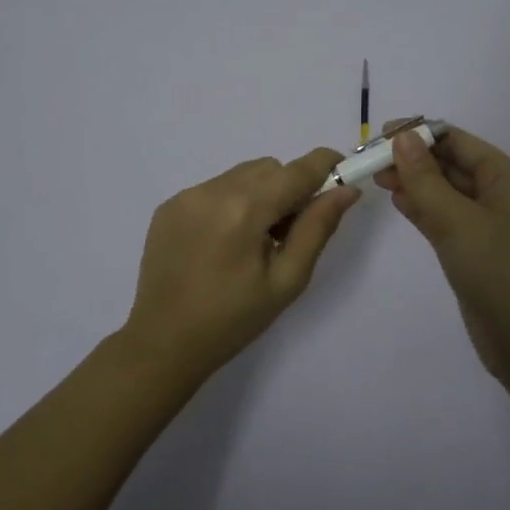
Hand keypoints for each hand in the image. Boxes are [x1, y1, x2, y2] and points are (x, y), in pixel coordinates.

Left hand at [122, 147, 360, 380]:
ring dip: (260, 194)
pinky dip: (231, 203)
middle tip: (289, 233)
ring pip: (242, 174)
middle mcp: (212, 190)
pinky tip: (223, 243)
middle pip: (270, 168)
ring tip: (254, 240)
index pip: (297, 169)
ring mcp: (186, 195)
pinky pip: (214, 188)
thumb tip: (347, 190)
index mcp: (244, 209)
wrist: (163, 343)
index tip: (343, 177)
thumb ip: (317, 228)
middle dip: (290, 188)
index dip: (326, 166)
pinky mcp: (169, 206)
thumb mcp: (287, 280)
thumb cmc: (233, 320)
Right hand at [375, 120, 509, 378]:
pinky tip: (397, 201)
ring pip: (444, 190)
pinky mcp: (473, 249)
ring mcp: (486, 223)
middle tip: (371, 161)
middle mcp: (498, 194)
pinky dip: (421, 207)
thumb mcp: (457, 221)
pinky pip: (444, 216)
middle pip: (450, 163)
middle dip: (413, 158)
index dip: (420, 134)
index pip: (457, 141)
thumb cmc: (498, 272)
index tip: (381, 136)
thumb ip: (426, 179)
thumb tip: (403, 137)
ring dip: (413, 181)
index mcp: (505, 178)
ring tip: (376, 178)